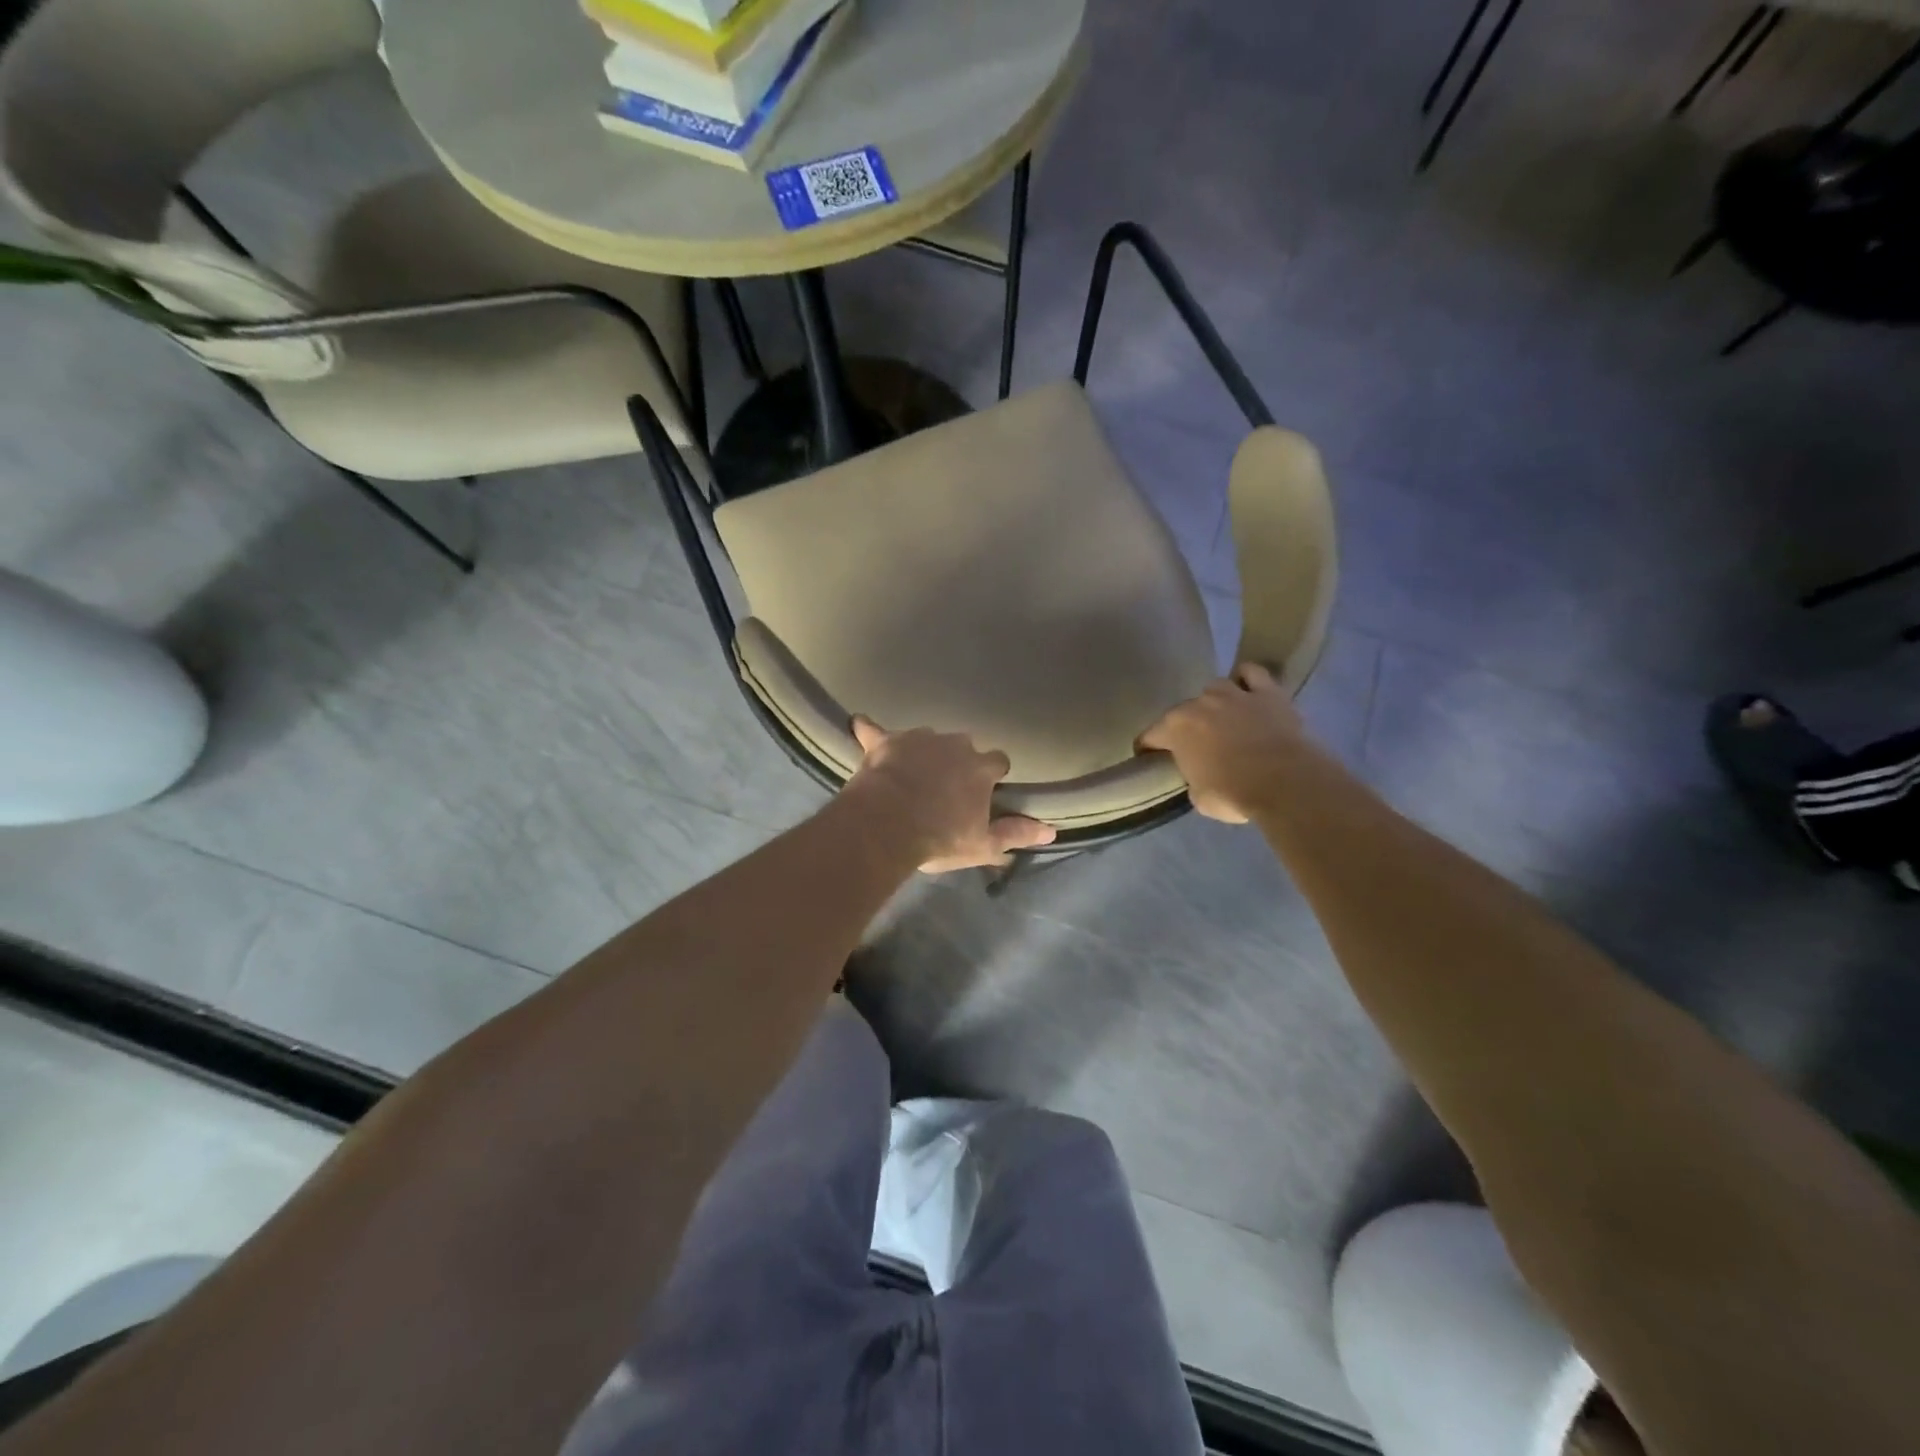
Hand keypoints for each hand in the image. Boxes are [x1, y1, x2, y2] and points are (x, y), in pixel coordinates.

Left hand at [843, 717, 1056, 872]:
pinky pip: (874, 729)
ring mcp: (919, 738)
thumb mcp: (982, 844)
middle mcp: (955, 744)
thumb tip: (1052, 831)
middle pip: (963, 746)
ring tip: (909, 774)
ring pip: (926, 738)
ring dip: (922, 751)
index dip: (991, 776)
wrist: (888, 825)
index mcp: (980, 768)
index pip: (998, 762)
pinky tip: (860, 726)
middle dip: (956, 761)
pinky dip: (869, 731)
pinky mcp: (886, 741)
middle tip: (943, 787)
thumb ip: (1016, 833)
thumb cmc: (939, 837)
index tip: (982, 792)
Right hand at [1139, 664, 1310, 823]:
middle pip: (1183, 710)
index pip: (1150, 735)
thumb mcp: (1200, 797)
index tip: (1149, 757)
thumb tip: (1199, 774)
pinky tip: (1248, 691)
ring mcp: (1234, 694)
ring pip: (1215, 687)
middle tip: (1195, 744)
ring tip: (1222, 716)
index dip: (1148, 747)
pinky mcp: (1268, 692)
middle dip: (1185, 726)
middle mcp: (1200, 704)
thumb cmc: (1233, 794)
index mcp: (1176, 728)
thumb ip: (1193, 778)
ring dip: (1214, 701)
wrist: (1285, 783)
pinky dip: (1247, 679)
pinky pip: (1252, 673)